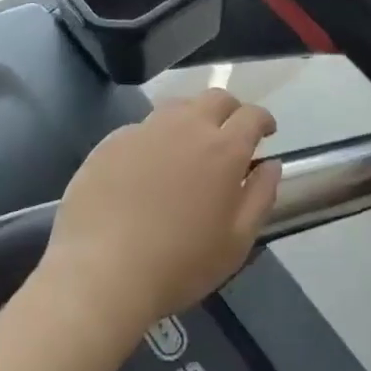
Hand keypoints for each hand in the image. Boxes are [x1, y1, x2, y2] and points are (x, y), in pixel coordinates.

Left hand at [42, 90, 280, 335]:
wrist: (100, 272)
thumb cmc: (179, 264)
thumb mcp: (236, 242)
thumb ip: (261, 196)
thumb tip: (271, 164)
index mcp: (224, 149)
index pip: (252, 115)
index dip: (263, 120)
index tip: (266, 132)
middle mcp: (186, 126)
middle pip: (215, 98)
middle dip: (230, 110)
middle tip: (230, 135)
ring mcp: (145, 130)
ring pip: (177, 107)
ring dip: (192, 118)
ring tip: (189, 146)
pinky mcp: (111, 142)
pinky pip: (143, 128)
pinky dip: (155, 138)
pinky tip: (147, 167)